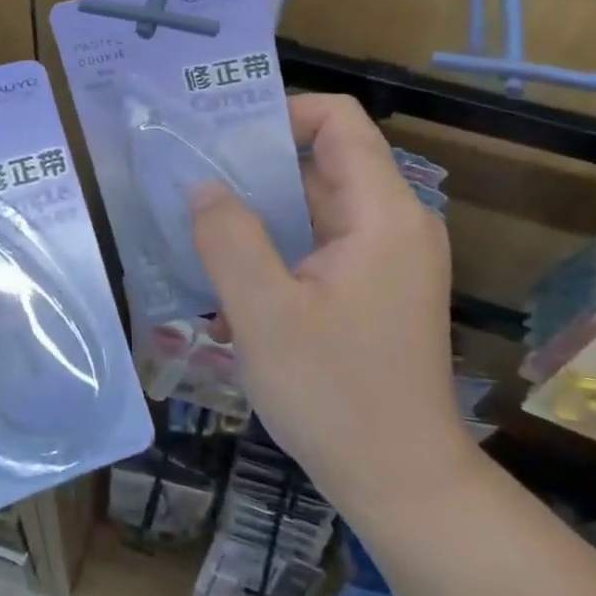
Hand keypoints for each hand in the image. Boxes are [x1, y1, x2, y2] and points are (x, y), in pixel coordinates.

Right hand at [190, 94, 470, 515]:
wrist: (402, 483)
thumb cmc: (335, 395)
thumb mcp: (264, 314)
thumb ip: (228, 239)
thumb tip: (202, 185)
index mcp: (383, 214)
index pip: (338, 122)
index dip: (281, 112)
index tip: (222, 136)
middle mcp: (396, 223)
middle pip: (325, 161)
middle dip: (257, 163)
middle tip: (193, 176)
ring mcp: (389, 259)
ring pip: (318, 205)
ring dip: (262, 210)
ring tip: (200, 223)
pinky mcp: (377, 289)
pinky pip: (322, 244)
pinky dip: (279, 246)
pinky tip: (231, 277)